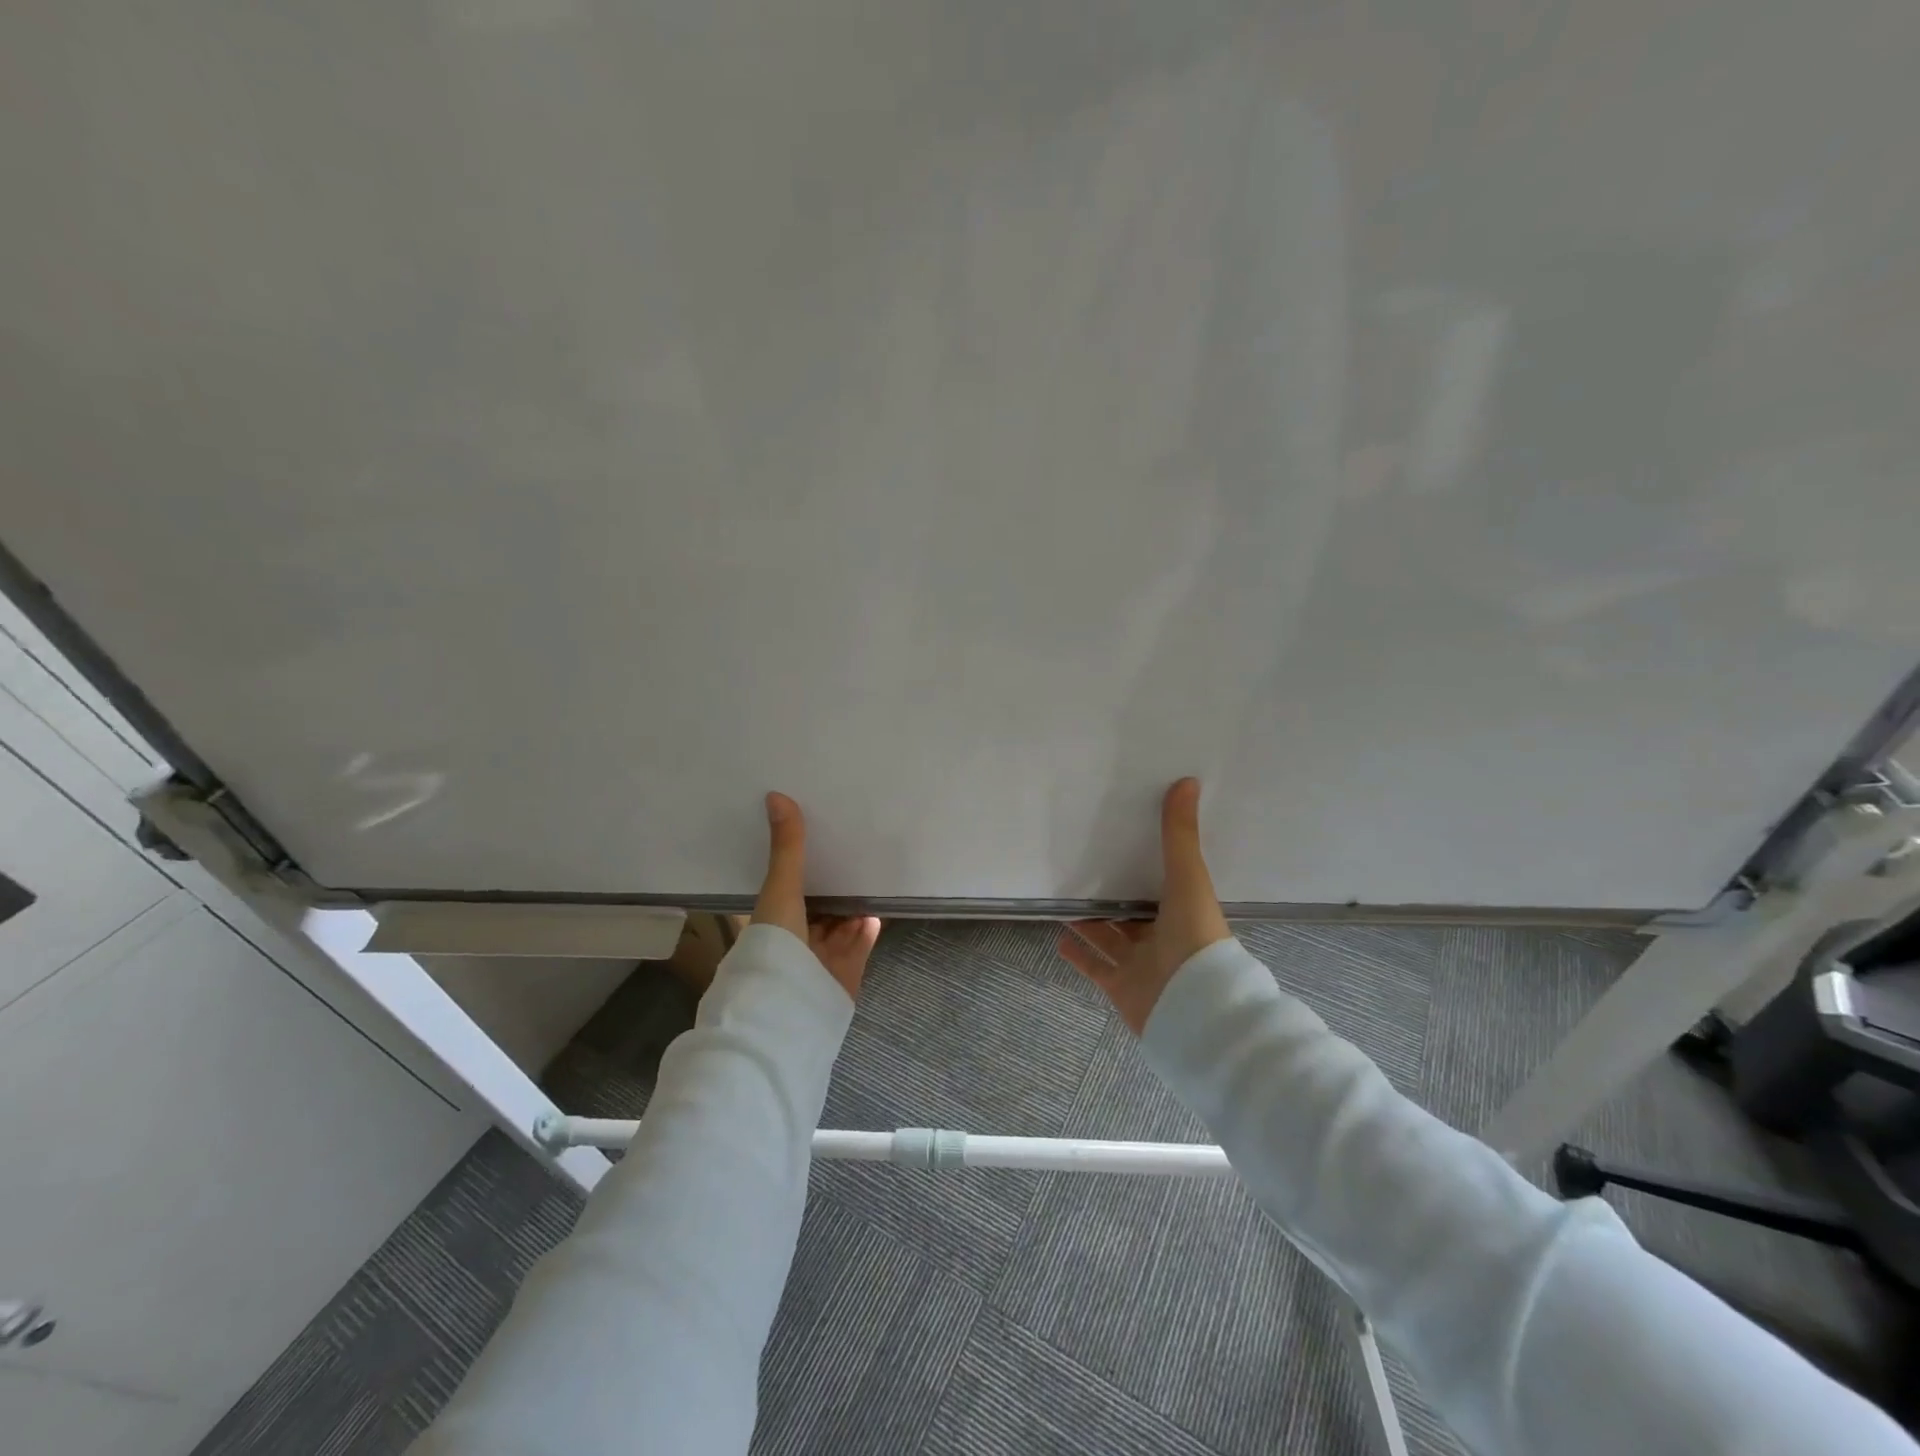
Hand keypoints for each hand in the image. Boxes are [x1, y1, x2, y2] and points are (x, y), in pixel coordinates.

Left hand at [752, 791, 880, 1000]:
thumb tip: (776, 795)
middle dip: (832, 881)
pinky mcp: (846, 970)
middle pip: (817, 904)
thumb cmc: (775, 944)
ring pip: (840, 922)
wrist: (790, 1008)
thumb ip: (787, 848)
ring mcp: (820, 956)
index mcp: (771, 920)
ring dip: (853, 902)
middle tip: (852, 846)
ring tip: (871, 868)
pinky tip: (881, 904)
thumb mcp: (780, 889)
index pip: (785, 885)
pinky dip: (869, 925)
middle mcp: (794, 937)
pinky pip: (860, 941)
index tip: (814, 835)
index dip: (798, 864)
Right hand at [1057, 777, 1231, 1034]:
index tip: (1125, 842)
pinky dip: (1077, 953)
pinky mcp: (1120, 987)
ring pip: (1110, 938)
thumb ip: (1181, 835)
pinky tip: (1057, 936)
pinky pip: (1094, 966)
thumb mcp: (1189, 879)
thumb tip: (1187, 781)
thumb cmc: (1196, 939)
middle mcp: (1163, 940)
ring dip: (1090, 921)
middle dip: (1113, 894)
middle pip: (1134, 914)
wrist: (1195, 1009)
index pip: (1162, 886)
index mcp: (1184, 913)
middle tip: (1085, 867)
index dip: (1146, 866)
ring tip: (1064, 897)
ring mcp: (1141, 966)